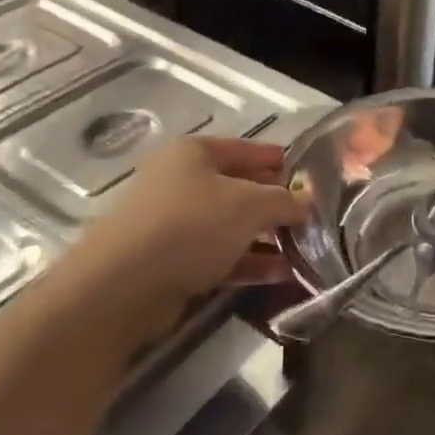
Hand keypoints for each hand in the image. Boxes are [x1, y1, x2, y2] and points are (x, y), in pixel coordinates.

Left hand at [72, 137, 306, 306]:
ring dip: (265, 238)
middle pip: (238, 188)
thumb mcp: (249, 205)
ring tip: (303, 250)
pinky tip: (279, 274)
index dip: (279, 160)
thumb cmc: (191, 226)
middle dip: (275, 204)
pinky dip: (247, 262)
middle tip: (311, 217)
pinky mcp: (169, 261)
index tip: (310, 175)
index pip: (246, 149)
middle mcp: (179, 181)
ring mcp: (172, 223)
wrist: (123, 286)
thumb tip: (307, 200)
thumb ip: (284, 200)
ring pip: (229, 226)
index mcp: (193, 153)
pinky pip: (218, 256)